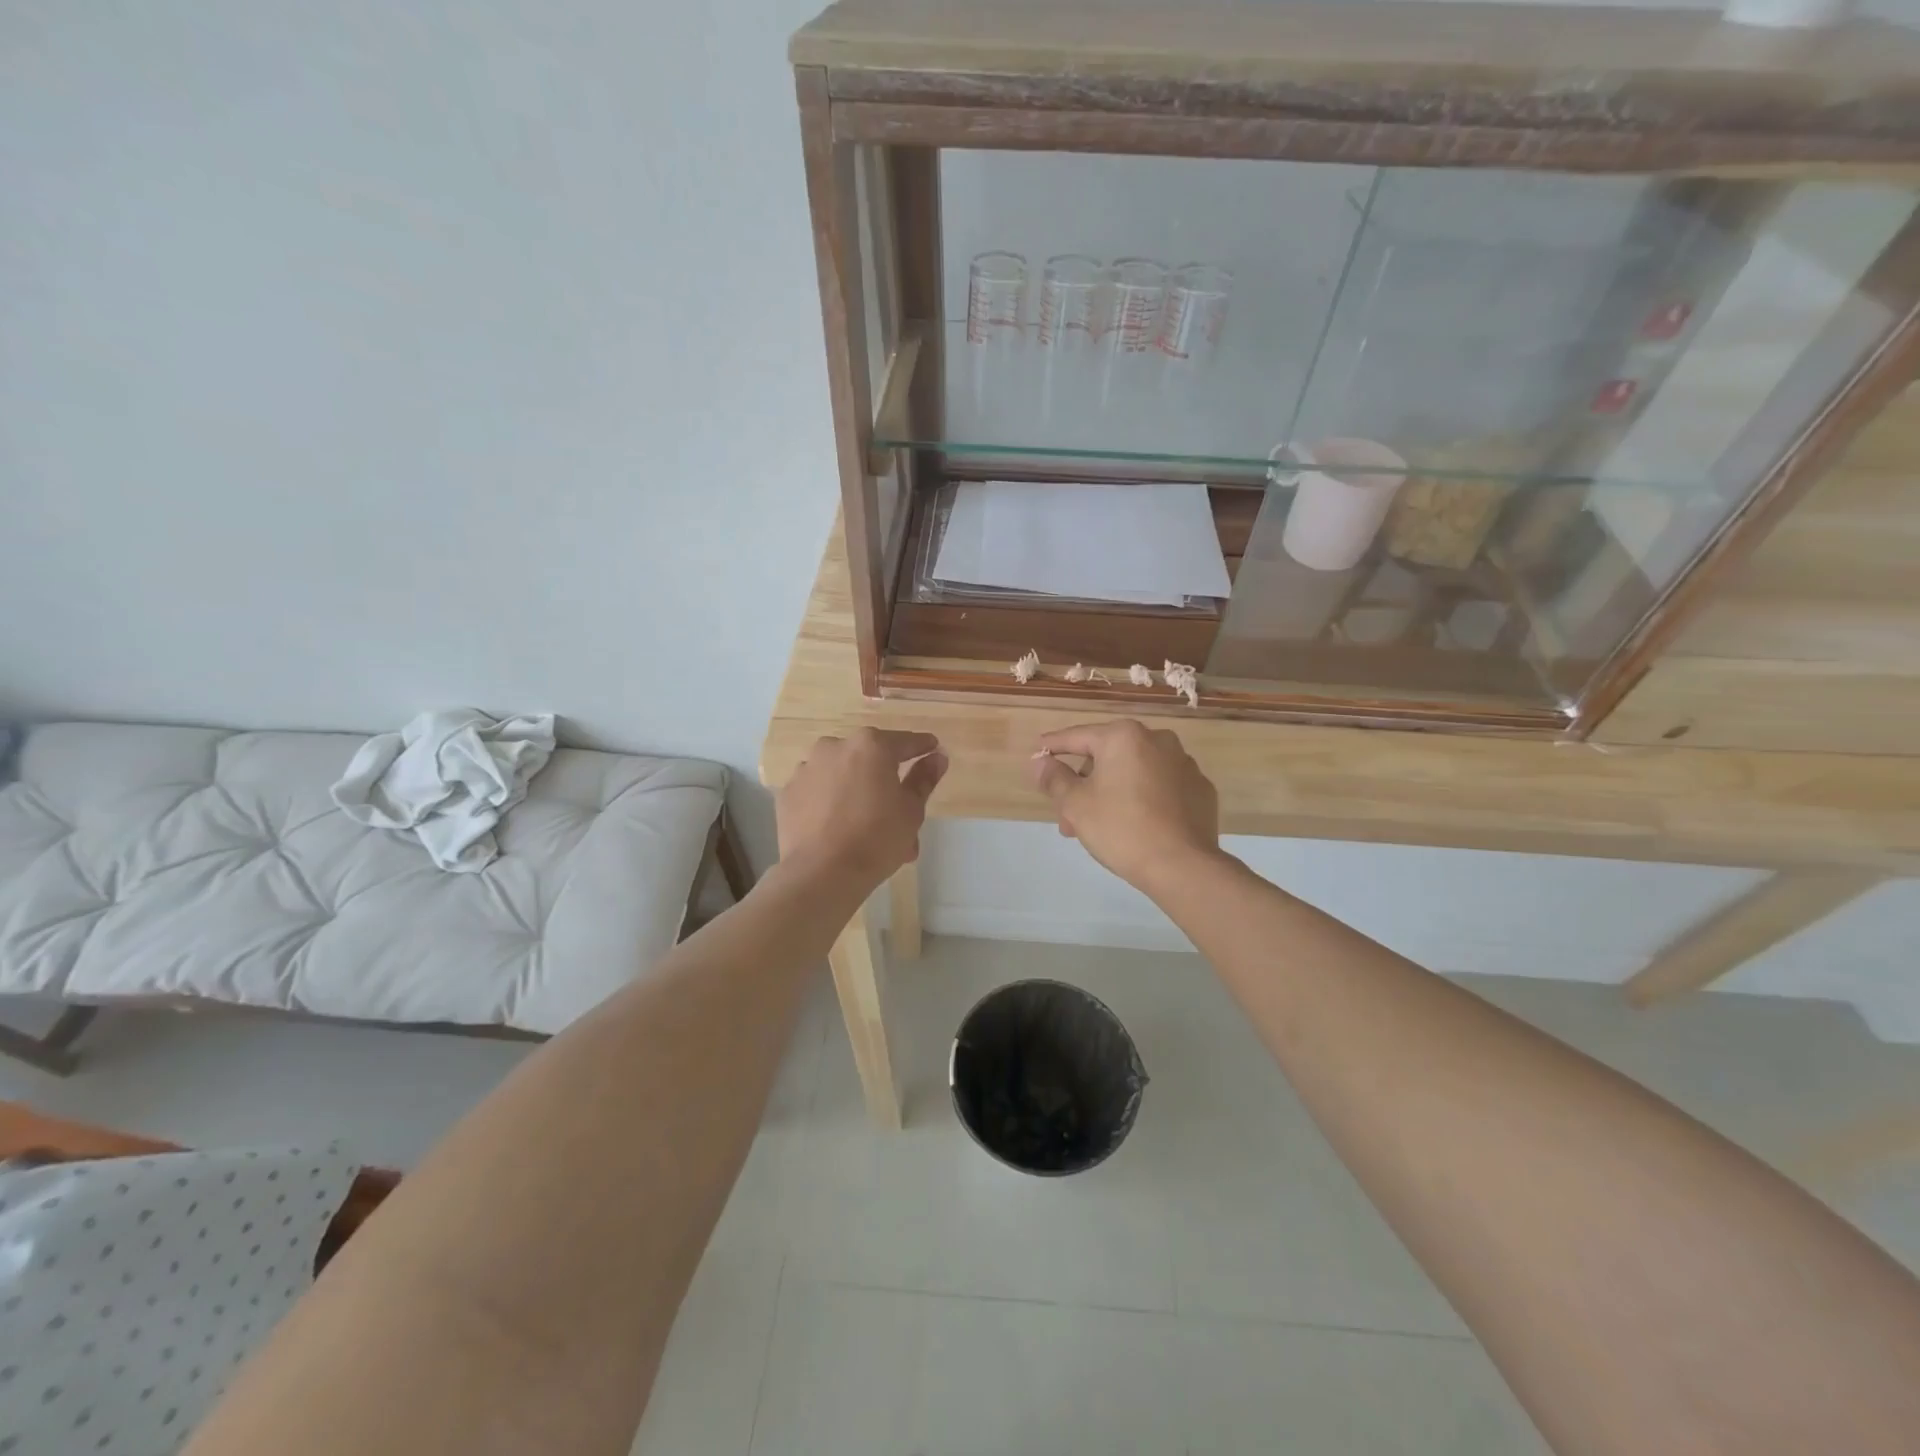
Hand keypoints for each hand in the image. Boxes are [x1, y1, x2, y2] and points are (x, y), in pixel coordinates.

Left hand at [777, 728, 947, 891]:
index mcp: (871, 746)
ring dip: (856, 790)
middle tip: (899, 808)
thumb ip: (924, 779)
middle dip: (885, 778)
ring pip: (841, 774)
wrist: (821, 873)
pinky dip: (830, 802)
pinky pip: (818, 791)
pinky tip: (837, 828)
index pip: (905, 742)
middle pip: (869, 758)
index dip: (922, 747)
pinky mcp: (788, 792)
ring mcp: (807, 768)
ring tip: (866, 825)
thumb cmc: (876, 838)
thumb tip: (937, 757)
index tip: (932, 749)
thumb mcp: (911, 810)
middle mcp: (836, 747)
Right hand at [1028, 720, 1220, 895]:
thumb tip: (1040, 762)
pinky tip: (1136, 825)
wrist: (1183, 866)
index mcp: (1124, 736)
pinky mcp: (1201, 790)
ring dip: (1112, 792)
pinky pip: (1161, 787)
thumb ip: (1054, 778)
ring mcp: (1184, 764)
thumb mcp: (1075, 804)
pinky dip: (1144, 799)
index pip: (1078, 736)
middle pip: (1108, 757)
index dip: (1054, 746)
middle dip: (1084, 784)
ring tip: (1099, 827)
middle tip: (1068, 817)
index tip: (1039, 750)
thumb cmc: (1121, 828)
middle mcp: (1158, 740)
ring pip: (1135, 773)